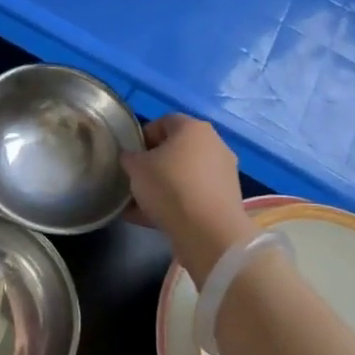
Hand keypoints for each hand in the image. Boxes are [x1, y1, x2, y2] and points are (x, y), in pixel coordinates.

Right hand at [120, 115, 254, 278]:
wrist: (208, 232)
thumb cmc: (169, 187)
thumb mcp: (136, 168)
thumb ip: (129, 157)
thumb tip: (131, 157)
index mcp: (193, 128)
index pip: (164, 122)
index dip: (143, 136)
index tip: (129, 155)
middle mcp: (213, 145)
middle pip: (176, 150)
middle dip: (153, 164)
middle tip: (134, 179)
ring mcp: (223, 173)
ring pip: (184, 175)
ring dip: (162, 186)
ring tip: (138, 204)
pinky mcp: (225, 200)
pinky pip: (193, 196)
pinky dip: (174, 204)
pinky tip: (150, 219)